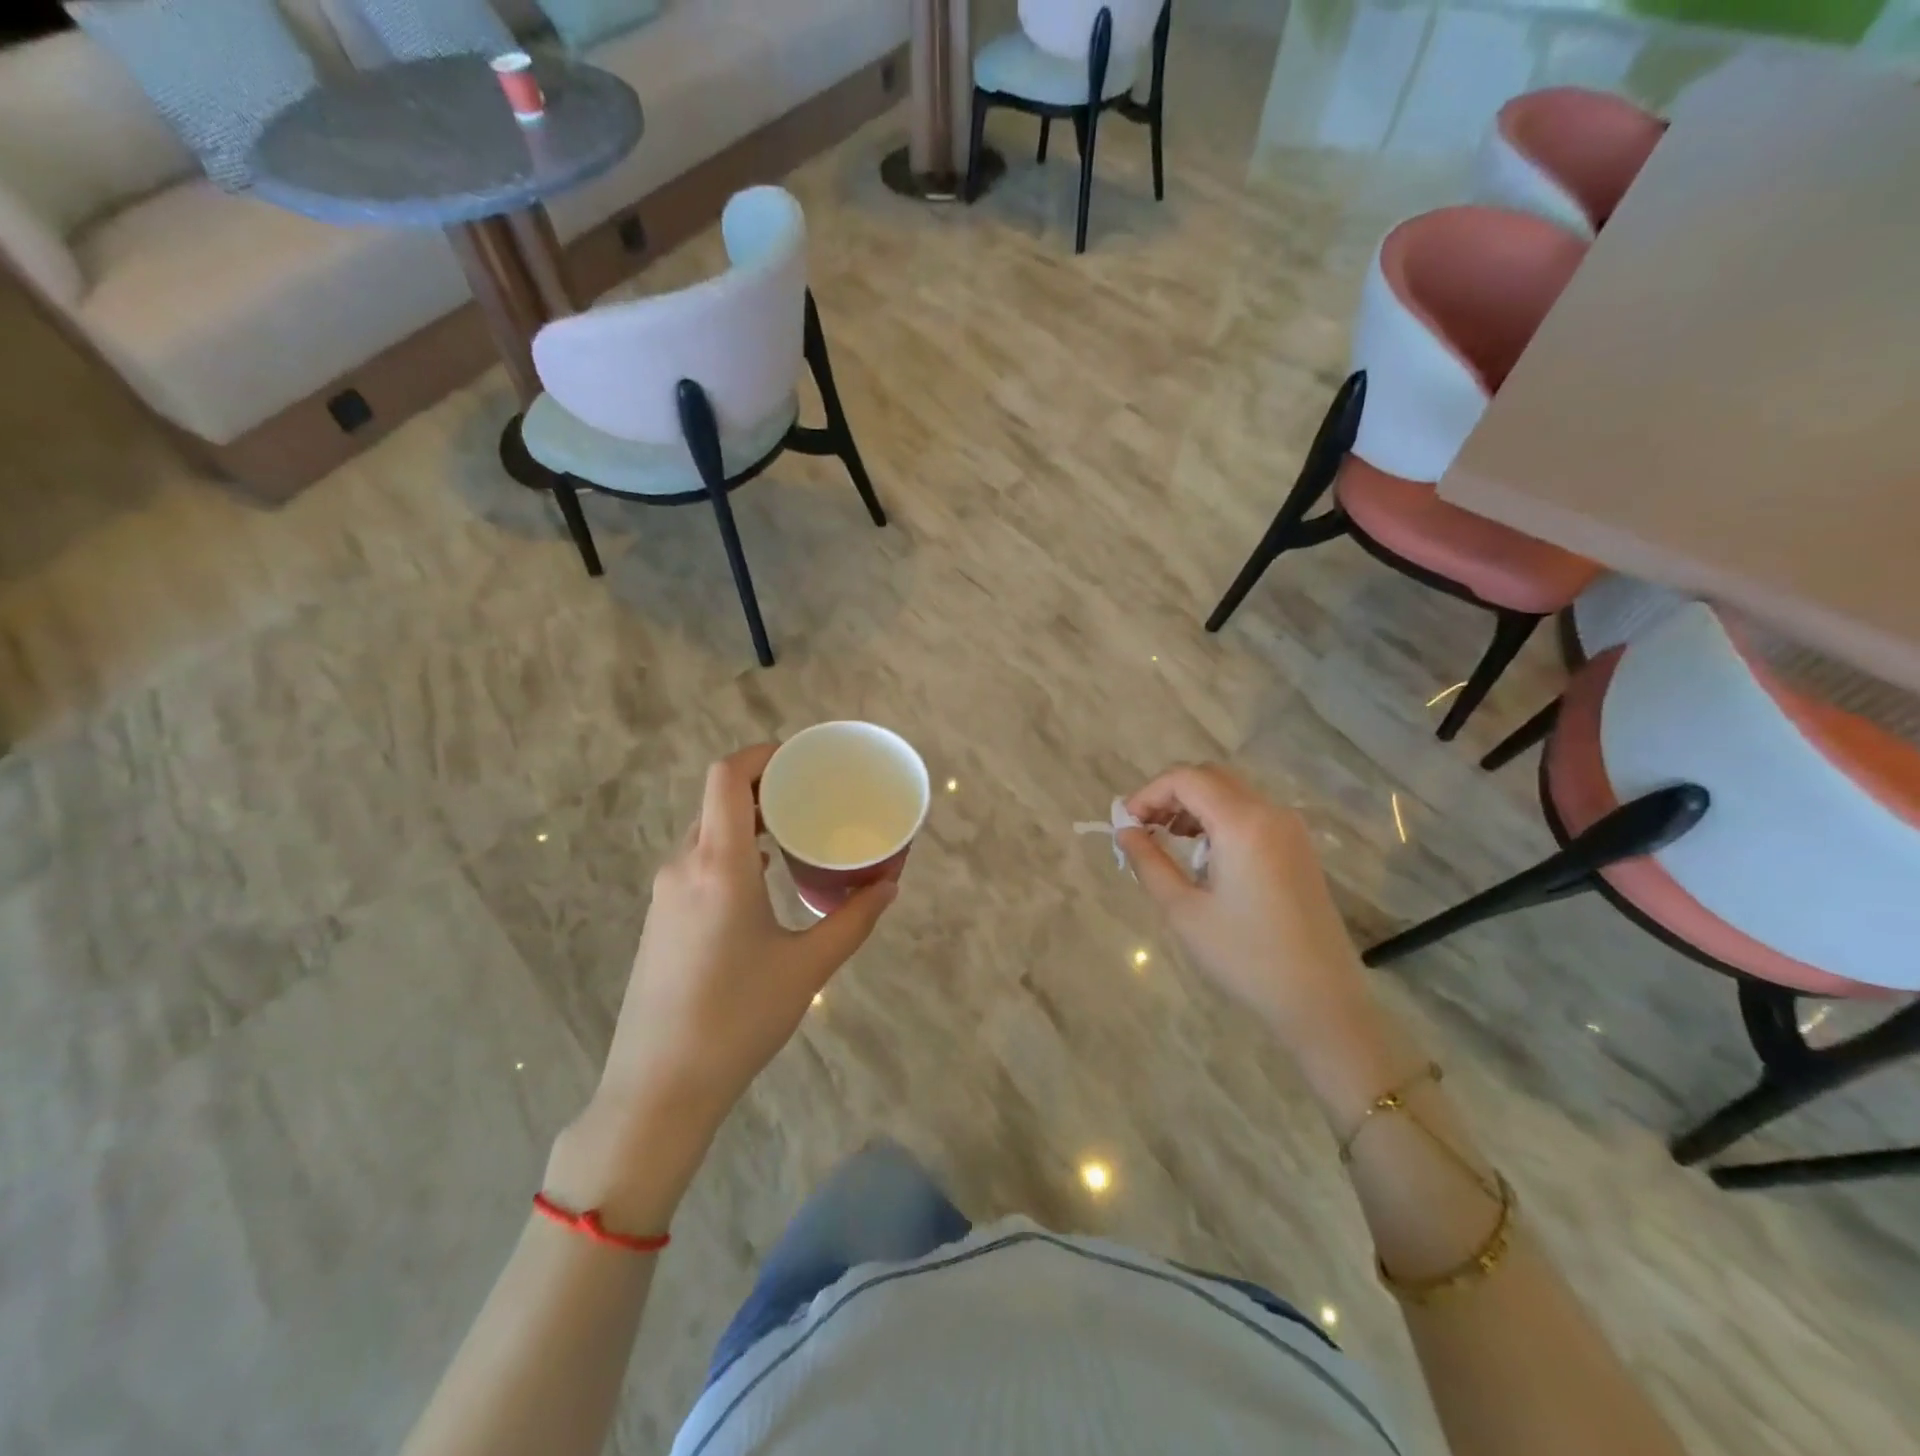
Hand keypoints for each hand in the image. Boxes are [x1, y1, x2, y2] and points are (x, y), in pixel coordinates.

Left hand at [553, 745, 896, 1221]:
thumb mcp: (807, 968)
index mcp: (718, 865)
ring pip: (707, 830)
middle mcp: (684, 865)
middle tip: (814, 793)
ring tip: (796, 829)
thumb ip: (853, 920)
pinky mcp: (662, 917)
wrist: (658, 1087)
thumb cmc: (738, 1020)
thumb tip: (889, 886)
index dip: (762, 754)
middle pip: (718, 799)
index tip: (802, 758)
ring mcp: (666, 892)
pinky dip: (732, 848)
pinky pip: (699, 859)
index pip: (727, 777)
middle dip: (765, 785)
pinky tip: (764, 874)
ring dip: (748, 819)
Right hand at [1118, 763, 1380, 1062]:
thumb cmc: (1246, 957)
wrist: (1321, 1000)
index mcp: (1243, 824)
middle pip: (1210, 778)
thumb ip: (1149, 863)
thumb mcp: (1184, 911)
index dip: (1148, 793)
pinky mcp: (1298, 849)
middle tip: (1142, 829)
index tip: (1125, 824)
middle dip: (1169, 795)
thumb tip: (1125, 833)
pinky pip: (1251, 814)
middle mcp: (1271, 814)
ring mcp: (1290, 830)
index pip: (1186, 779)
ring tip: (1167, 842)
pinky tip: (1203, 856)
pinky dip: (1218, 820)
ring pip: (1231, 794)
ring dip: (1193, 807)